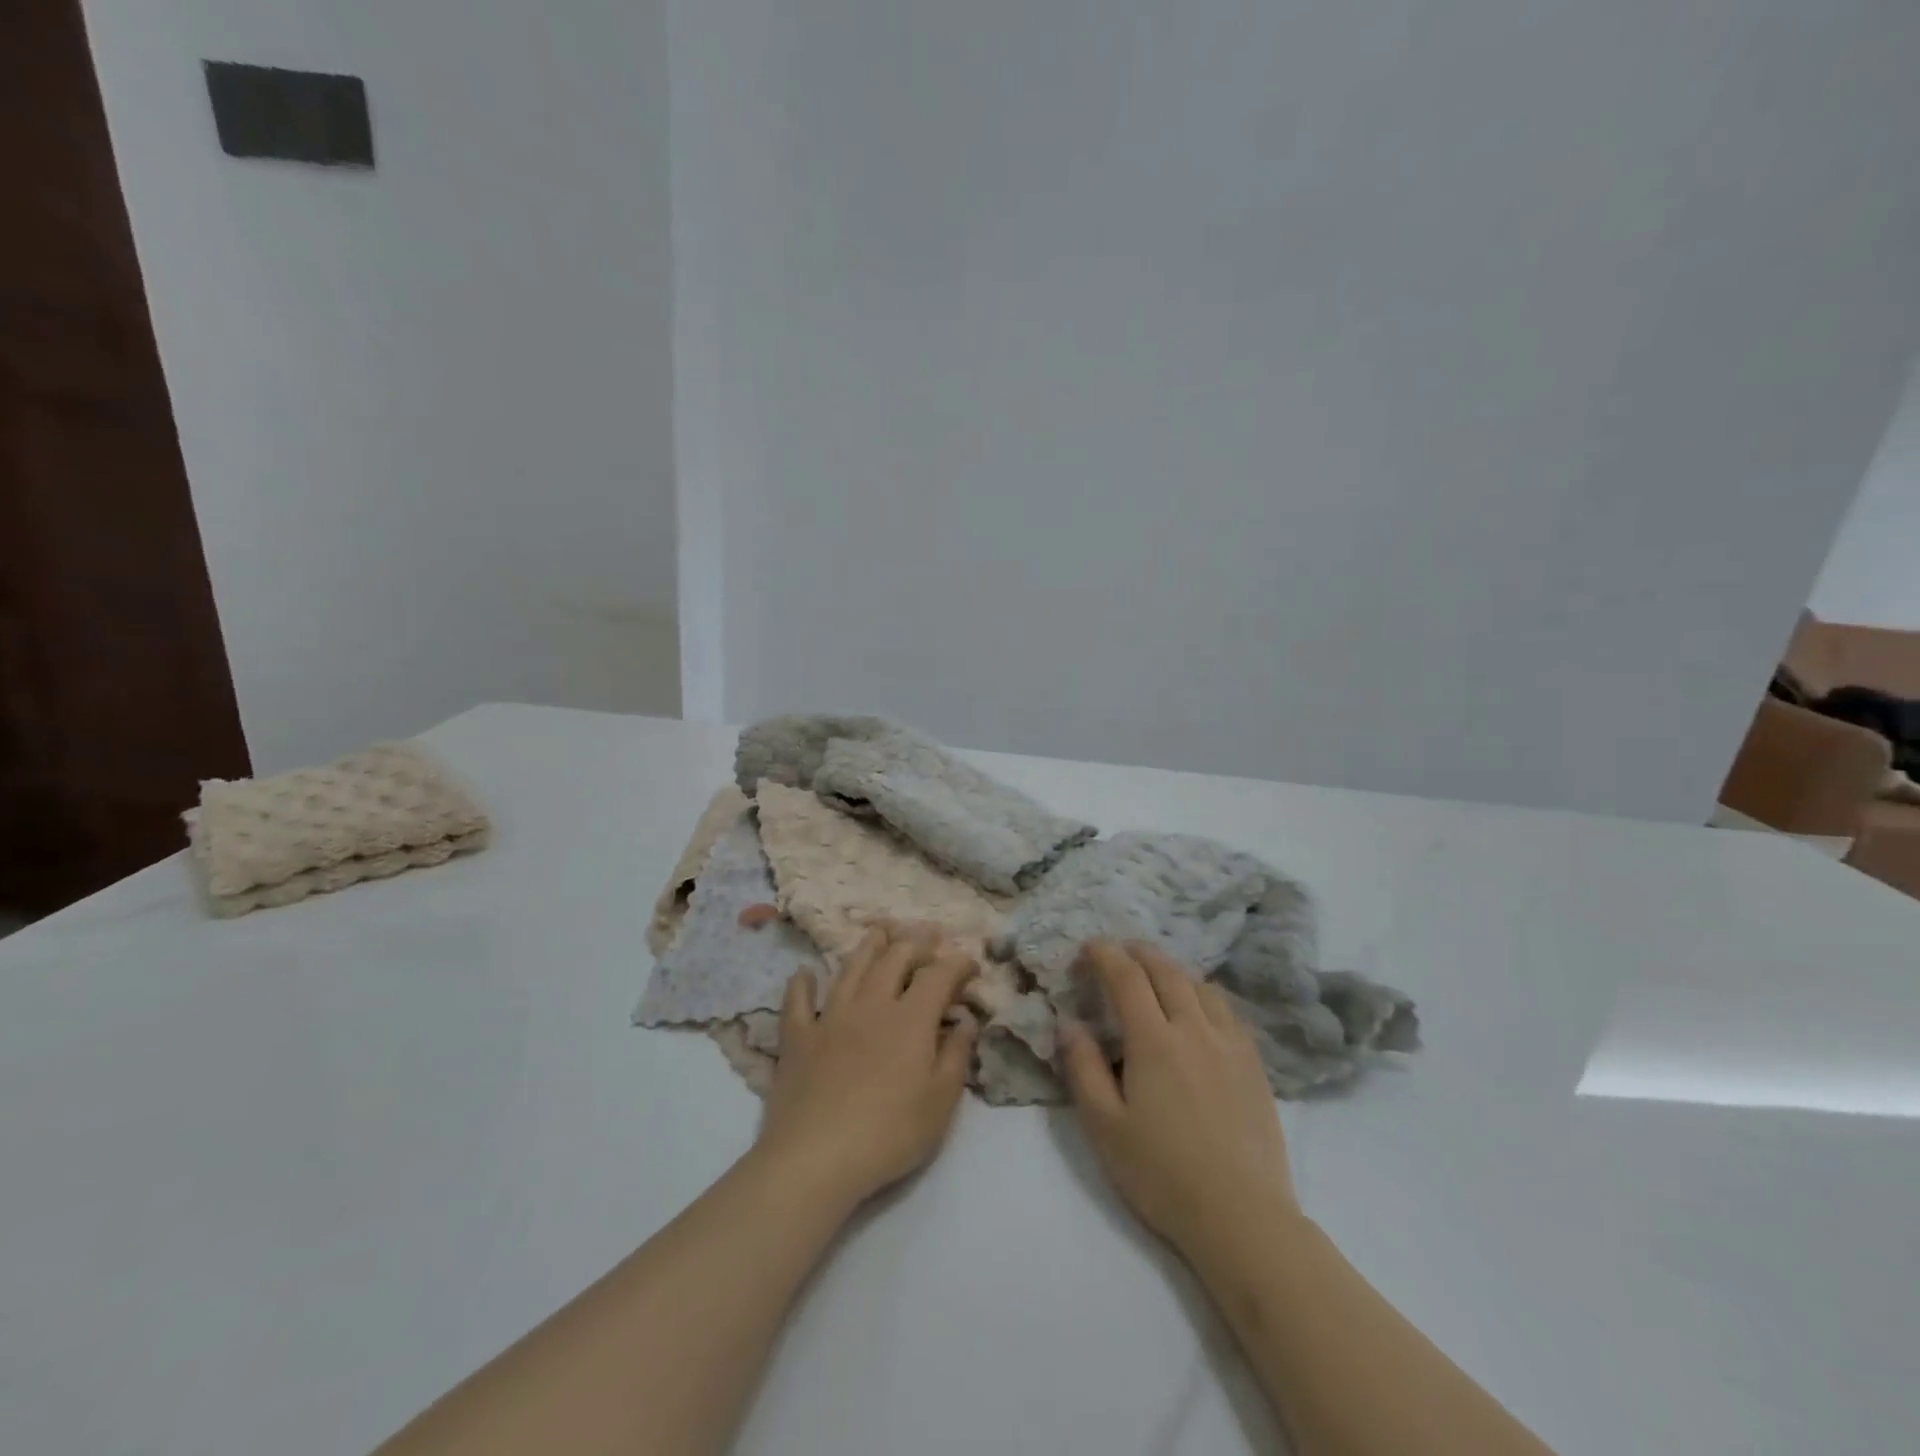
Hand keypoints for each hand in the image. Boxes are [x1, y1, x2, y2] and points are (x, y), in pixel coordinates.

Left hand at [754, 924, 980, 1211]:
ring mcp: (830, 1016)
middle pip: (895, 958)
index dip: (958, 963)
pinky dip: (802, 984)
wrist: (816, 1158)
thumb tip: (967, 1019)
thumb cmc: (889, 1134)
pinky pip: (798, 1001)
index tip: (970, 964)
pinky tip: (804, 973)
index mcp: (911, 1018)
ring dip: (869, 946)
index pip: (939, 975)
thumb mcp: (941, 1102)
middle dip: (917, 942)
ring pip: (851, 967)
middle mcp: (871, 1004)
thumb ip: (957, 1054)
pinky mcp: (797, 1037)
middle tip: (929, 935)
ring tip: (881, 931)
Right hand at [1059, 939, 1300, 1258]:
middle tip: (1117, 952)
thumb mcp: (1104, 1126)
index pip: (1126, 977)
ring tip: (1155, 976)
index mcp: (1154, 1040)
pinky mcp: (1254, 1064)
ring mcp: (1230, 1044)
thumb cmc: (1162, 1174)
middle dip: (1137, 953)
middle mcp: (1194, 1029)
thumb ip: (1083, 1068)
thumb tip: (1069, 1023)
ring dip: (1172, 970)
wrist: (1242, 1217)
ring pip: (1200, 986)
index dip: (1104, 955)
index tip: (1087, 949)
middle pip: (1166, 971)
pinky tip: (1198, 1010)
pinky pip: (1227, 1010)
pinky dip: (1203, 994)